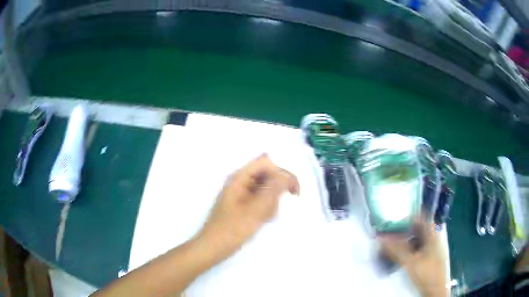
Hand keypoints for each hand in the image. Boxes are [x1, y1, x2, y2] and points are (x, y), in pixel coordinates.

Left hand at [197, 154, 299, 259]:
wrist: (213, 248)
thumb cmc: (231, 230)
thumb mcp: (254, 211)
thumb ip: (272, 191)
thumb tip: (286, 176)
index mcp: (239, 177)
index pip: (266, 163)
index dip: (282, 173)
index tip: (293, 192)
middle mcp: (240, 180)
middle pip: (267, 174)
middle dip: (276, 191)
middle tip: (273, 209)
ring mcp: (242, 192)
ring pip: (266, 188)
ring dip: (271, 202)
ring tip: (264, 218)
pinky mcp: (244, 203)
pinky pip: (261, 199)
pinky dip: (266, 208)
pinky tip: (262, 220)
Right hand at [378, 220, 446, 296]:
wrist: (435, 289)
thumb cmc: (426, 273)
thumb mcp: (410, 262)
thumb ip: (396, 250)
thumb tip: (381, 239)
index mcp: (432, 234)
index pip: (420, 218)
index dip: (407, 219)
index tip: (394, 225)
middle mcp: (432, 238)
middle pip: (417, 229)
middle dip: (403, 231)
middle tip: (389, 237)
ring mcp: (430, 248)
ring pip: (416, 239)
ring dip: (404, 241)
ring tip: (391, 247)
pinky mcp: (427, 257)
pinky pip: (416, 248)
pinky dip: (407, 249)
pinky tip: (399, 256)